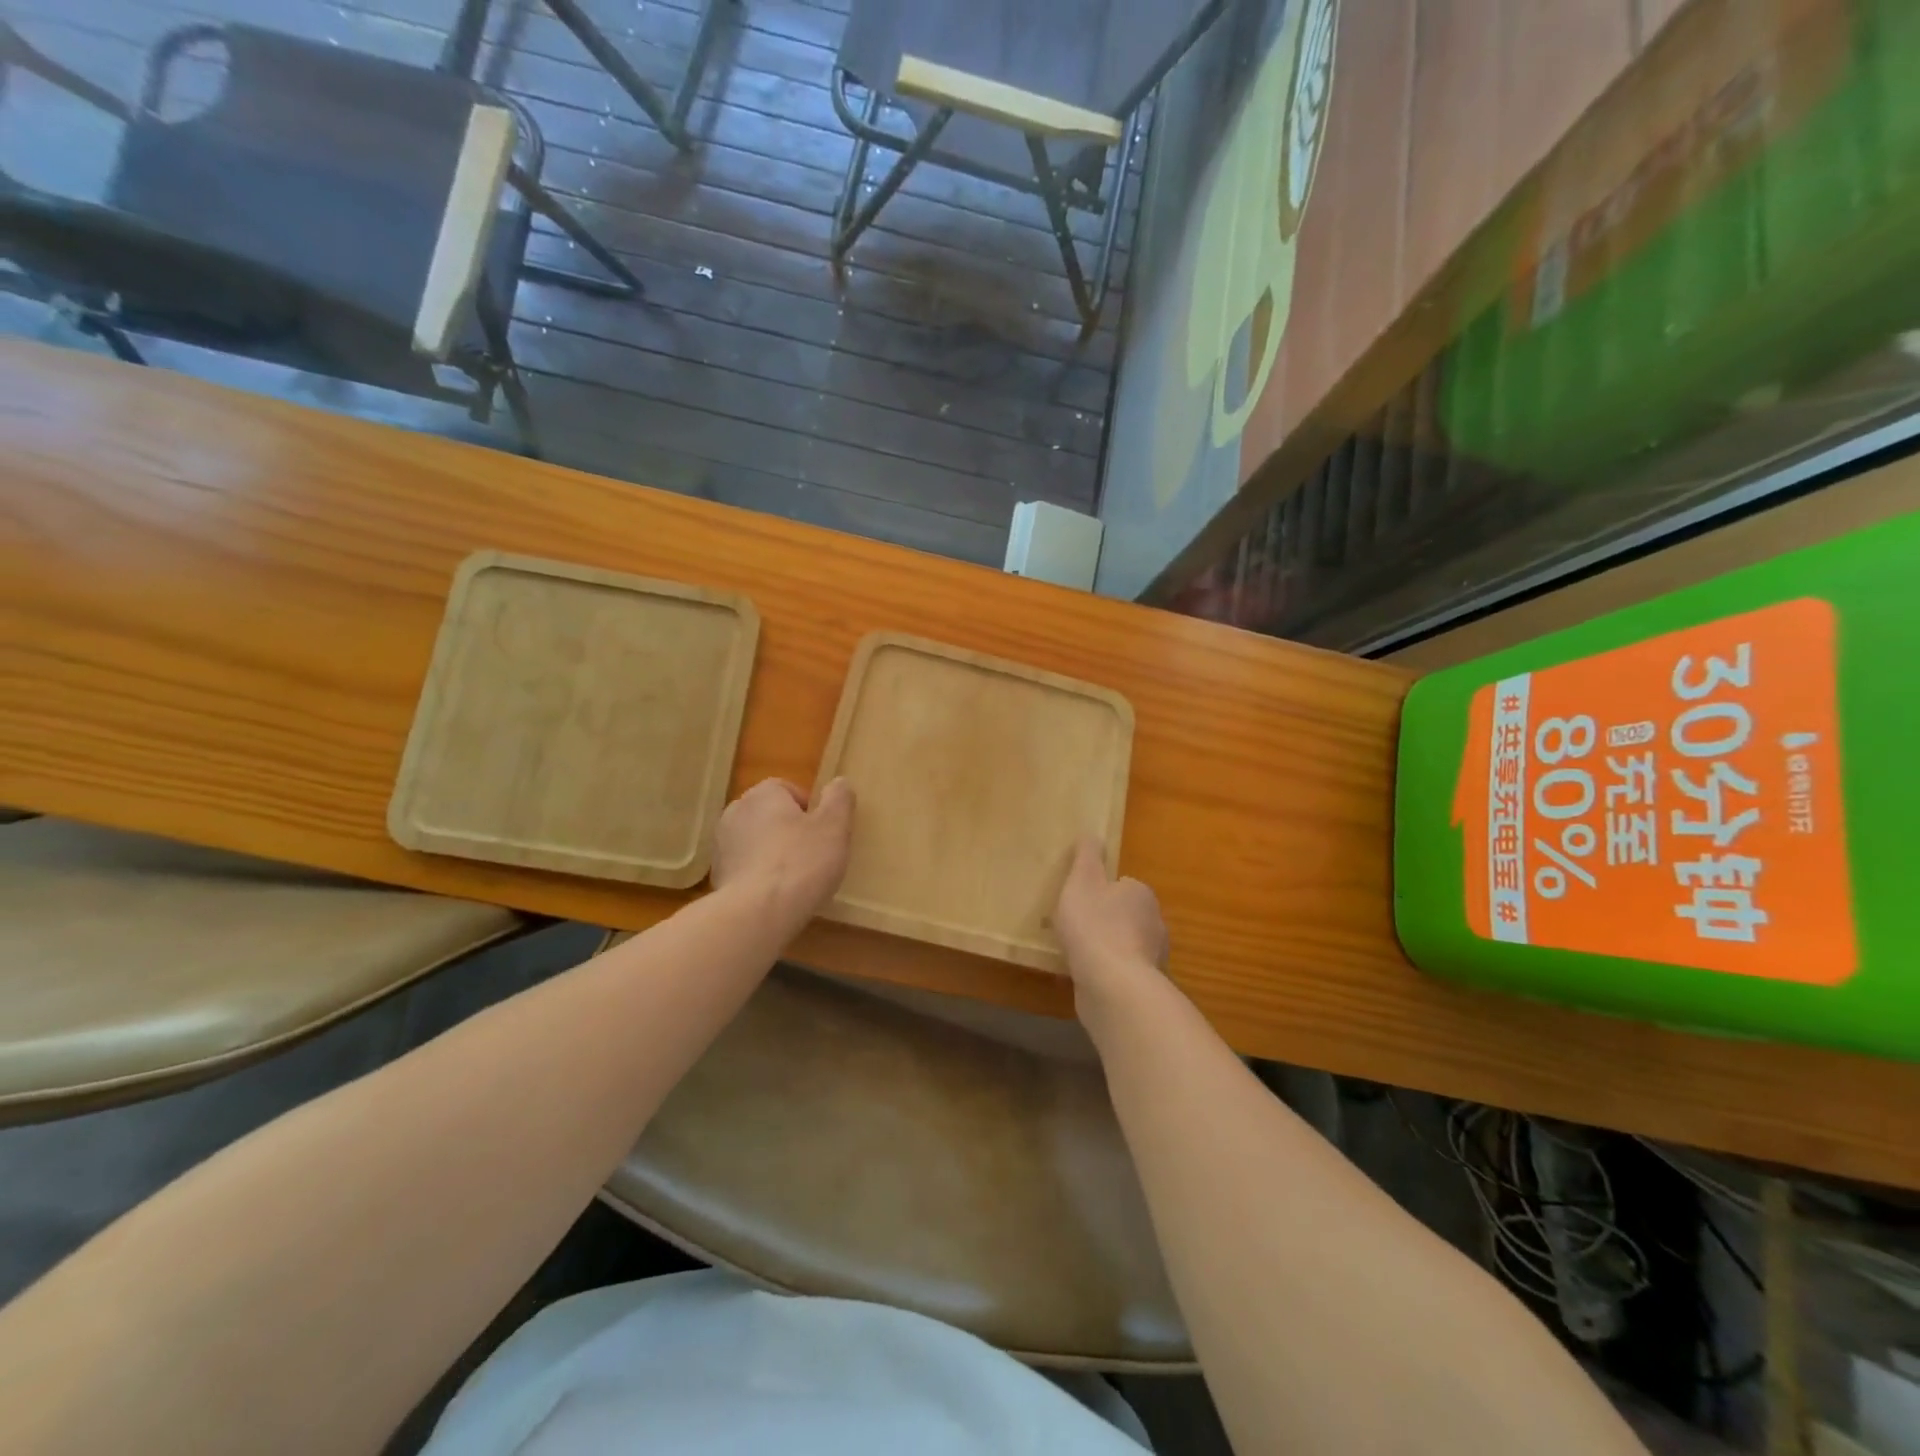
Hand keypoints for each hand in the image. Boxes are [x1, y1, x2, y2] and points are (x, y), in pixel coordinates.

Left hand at [711, 777, 854, 925]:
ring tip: (795, 880)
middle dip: (789, 831)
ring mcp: (721, 845)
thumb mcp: (834, 827)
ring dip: (772, 854)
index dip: (809, 810)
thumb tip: (839, 783)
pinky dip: (759, 876)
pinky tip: (775, 896)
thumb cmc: (801, 862)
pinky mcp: (717, 876)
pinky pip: (745, 868)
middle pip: (770, 815)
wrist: (757, 914)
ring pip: (756, 842)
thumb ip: (839, 799)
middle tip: (813, 856)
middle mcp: (735, 812)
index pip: (788, 789)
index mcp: (762, 794)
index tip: (823, 834)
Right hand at [1053, 836, 1167, 1019]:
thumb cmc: (1095, 925)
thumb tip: (1091, 834)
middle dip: (1104, 921)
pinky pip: (1121, 973)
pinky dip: (1107, 973)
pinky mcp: (1144, 987)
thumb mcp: (1082, 880)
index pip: (1122, 886)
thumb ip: (1087, 856)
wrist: (1113, 986)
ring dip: (1106, 949)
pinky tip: (1085, 977)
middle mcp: (1155, 923)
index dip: (1099, 892)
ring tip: (1075, 954)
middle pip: (1126, 916)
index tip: (1079, 901)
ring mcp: (1153, 958)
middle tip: (1074, 927)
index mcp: (1141, 894)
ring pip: (1124, 946)